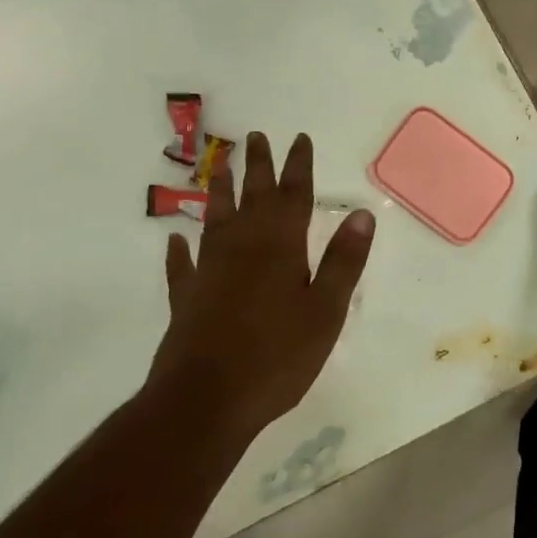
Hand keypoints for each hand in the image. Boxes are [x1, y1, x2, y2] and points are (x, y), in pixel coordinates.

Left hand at [150, 131, 374, 438]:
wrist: (205, 401)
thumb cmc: (277, 356)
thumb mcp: (325, 310)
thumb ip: (343, 261)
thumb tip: (362, 213)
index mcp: (281, 248)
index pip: (293, 196)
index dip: (297, 166)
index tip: (298, 138)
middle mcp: (242, 248)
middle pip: (252, 198)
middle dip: (258, 166)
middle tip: (256, 136)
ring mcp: (209, 272)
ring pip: (215, 220)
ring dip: (220, 193)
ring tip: (221, 167)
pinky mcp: (186, 299)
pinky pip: (182, 266)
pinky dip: (179, 251)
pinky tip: (175, 240)